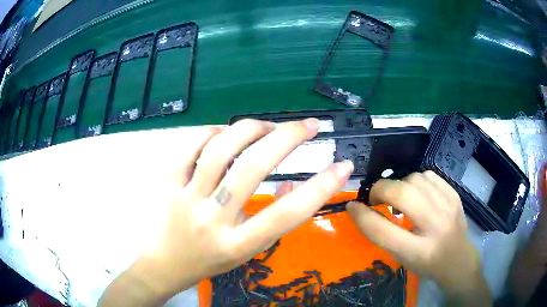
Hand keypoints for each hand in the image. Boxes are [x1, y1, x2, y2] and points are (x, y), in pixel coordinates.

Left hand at [99, 119, 353, 305]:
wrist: (164, 265)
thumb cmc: (208, 262)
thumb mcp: (245, 251)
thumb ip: (271, 221)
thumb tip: (293, 184)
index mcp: (237, 244)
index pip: (286, 214)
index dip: (320, 188)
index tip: (342, 166)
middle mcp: (212, 220)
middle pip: (253, 169)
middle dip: (287, 139)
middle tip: (308, 125)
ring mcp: (185, 199)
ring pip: (220, 151)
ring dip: (250, 129)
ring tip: (267, 126)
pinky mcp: (167, 185)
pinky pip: (189, 148)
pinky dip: (211, 133)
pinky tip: (224, 133)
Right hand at [347, 171, 490, 304]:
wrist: (458, 259)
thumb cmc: (426, 264)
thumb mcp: (402, 258)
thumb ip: (383, 235)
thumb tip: (362, 209)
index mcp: (417, 252)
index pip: (382, 230)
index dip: (362, 215)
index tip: (352, 205)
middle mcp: (435, 227)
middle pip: (402, 194)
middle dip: (380, 189)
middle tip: (375, 197)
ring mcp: (448, 207)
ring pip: (415, 179)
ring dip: (399, 185)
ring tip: (399, 197)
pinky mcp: (454, 195)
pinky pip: (428, 175)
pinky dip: (416, 180)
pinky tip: (417, 193)